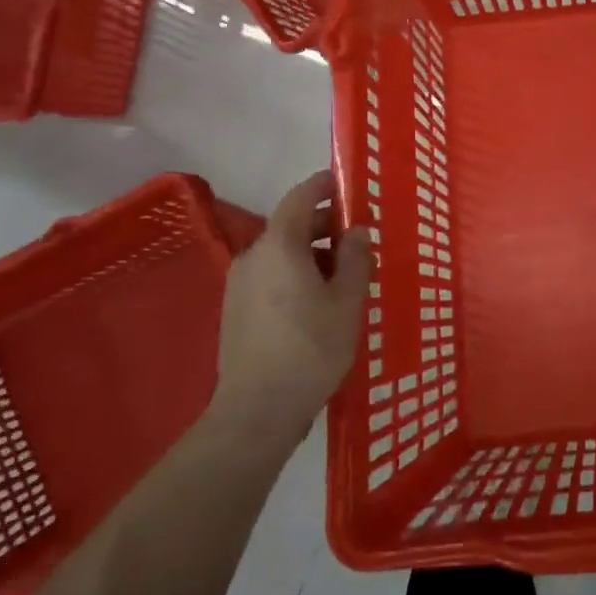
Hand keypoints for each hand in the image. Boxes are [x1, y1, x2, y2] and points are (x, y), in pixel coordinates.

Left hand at [211, 170, 373, 443]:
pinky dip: (296, 273)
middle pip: (291, 226)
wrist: (257, 411)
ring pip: (282, 254)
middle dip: (325, 225)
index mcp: (280, 246)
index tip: (348, 183)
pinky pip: (271, 276)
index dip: (324, 185)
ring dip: (313, 253)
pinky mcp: (236, 309)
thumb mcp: (348, 301)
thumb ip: (356, 259)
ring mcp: (239, 284)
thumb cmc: (311, 348)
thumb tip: (356, 232)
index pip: (300, 197)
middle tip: (359, 238)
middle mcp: (253, 256)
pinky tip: (319, 300)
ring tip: (346, 275)